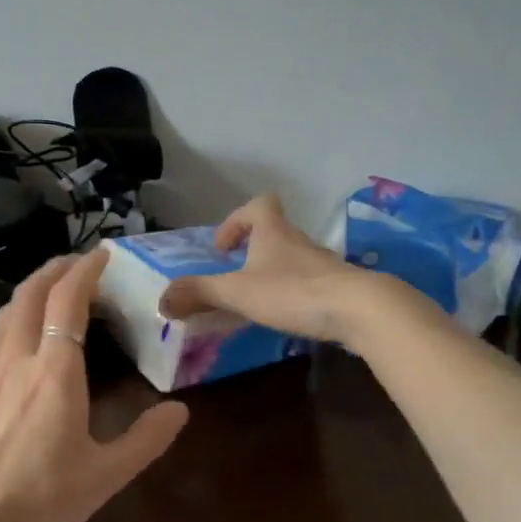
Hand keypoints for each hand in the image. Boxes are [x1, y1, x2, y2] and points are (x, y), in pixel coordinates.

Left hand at [0, 251, 189, 521]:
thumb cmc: (35, 504)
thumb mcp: (102, 478)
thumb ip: (144, 440)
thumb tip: (180, 411)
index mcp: (54, 370)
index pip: (68, 299)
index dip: (86, 270)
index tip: (102, 256)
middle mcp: (14, 357)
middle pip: (30, 292)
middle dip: (55, 269)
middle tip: (75, 264)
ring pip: (4, 314)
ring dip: (29, 294)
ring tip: (47, 296)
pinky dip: (6, 327)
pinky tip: (10, 346)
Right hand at [158, 195, 385, 344]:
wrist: (358, 309)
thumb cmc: (292, 291)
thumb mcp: (237, 292)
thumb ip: (199, 294)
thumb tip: (162, 300)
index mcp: (274, 232)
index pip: (259, 205)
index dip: (238, 220)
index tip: (224, 246)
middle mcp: (299, 241)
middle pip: (275, 232)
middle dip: (253, 250)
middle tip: (236, 276)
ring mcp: (323, 264)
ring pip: (293, 258)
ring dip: (274, 272)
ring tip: (258, 300)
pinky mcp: (339, 287)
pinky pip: (311, 282)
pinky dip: (295, 293)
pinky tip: (288, 316)